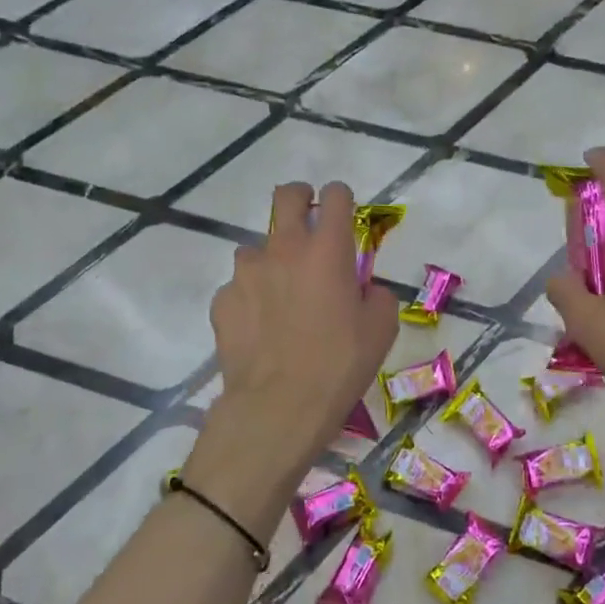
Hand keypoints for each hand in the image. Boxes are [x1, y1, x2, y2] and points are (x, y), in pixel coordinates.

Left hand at [189, 182, 398, 528]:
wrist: (278, 407)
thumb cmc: (339, 365)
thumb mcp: (381, 330)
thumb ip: (375, 295)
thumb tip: (363, 289)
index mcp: (327, 250)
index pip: (336, 196)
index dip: (341, 198)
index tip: (343, 211)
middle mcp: (284, 249)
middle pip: (286, 196)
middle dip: (299, 197)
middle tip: (307, 218)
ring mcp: (247, 273)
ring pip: (256, 247)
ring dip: (272, 260)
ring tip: (281, 295)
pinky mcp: (223, 300)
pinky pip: (239, 287)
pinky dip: (250, 297)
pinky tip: (259, 327)